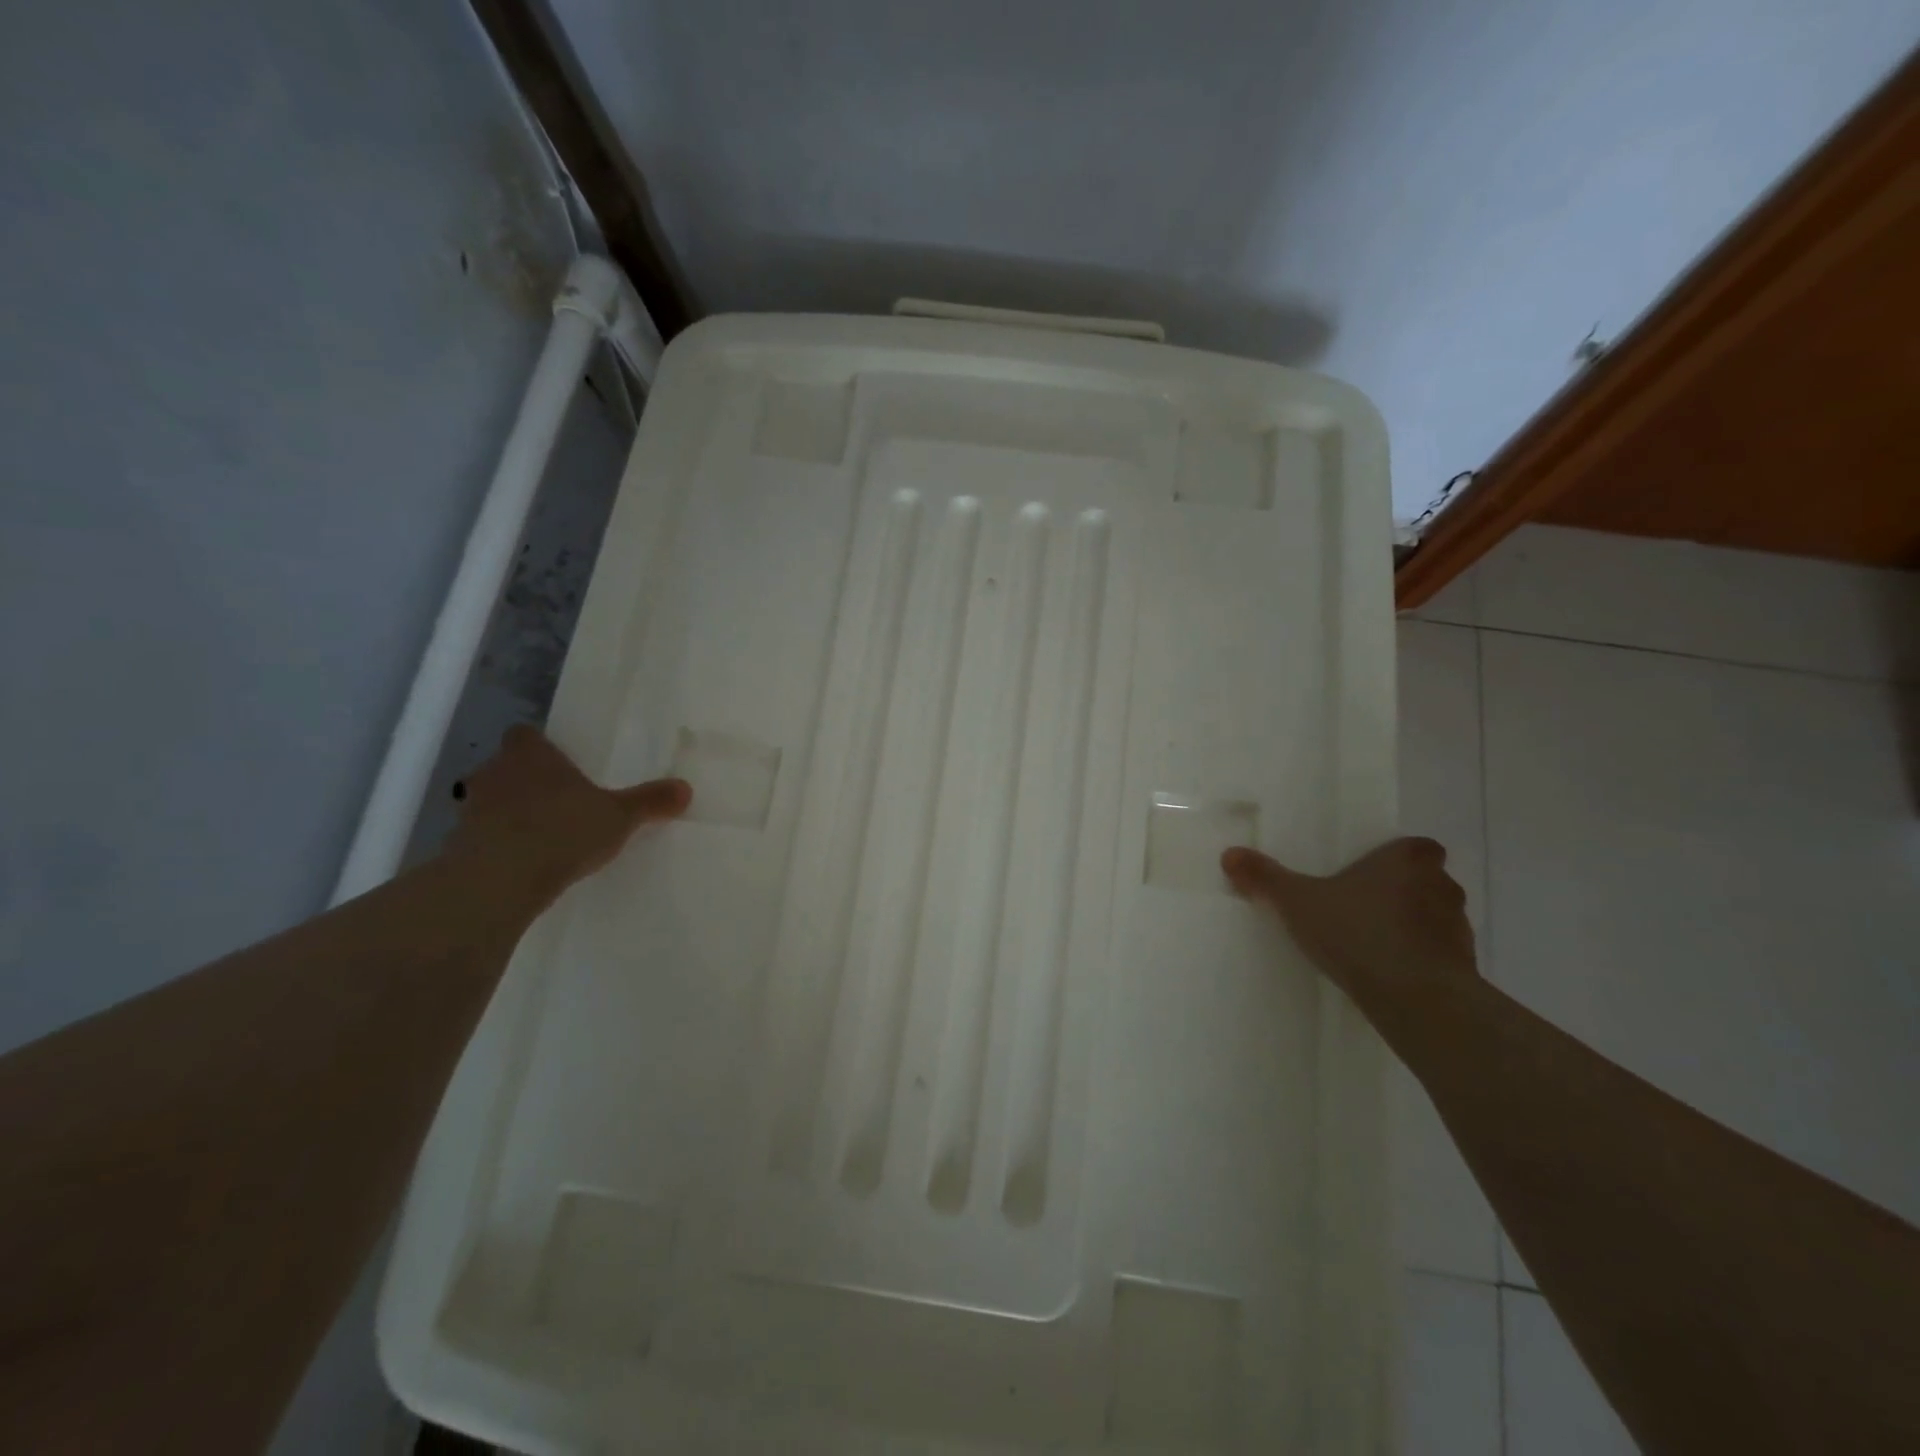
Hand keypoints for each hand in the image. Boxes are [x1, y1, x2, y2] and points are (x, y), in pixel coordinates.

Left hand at [445, 726, 690, 904]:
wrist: (499, 880)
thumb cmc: (562, 830)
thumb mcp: (619, 816)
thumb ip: (649, 801)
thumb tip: (685, 788)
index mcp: (531, 754)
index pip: (525, 734)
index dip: (540, 745)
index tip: (561, 762)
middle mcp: (495, 773)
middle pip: (507, 766)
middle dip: (528, 780)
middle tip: (560, 799)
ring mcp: (471, 809)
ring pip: (492, 801)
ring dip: (510, 813)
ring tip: (543, 835)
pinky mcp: (458, 846)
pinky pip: (482, 837)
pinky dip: (499, 845)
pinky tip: (524, 864)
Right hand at [1220, 838, 1477, 1003]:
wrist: (1416, 998)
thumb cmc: (1358, 933)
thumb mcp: (1298, 903)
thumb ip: (1266, 878)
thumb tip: (1230, 854)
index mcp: (1407, 860)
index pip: (1418, 846)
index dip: (1400, 858)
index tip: (1375, 872)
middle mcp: (1441, 885)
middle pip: (1428, 880)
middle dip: (1405, 891)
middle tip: (1366, 906)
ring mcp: (1458, 928)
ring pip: (1437, 917)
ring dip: (1415, 926)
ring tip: (1377, 943)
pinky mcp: (1465, 967)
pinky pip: (1442, 955)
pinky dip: (1422, 959)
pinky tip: (1392, 973)